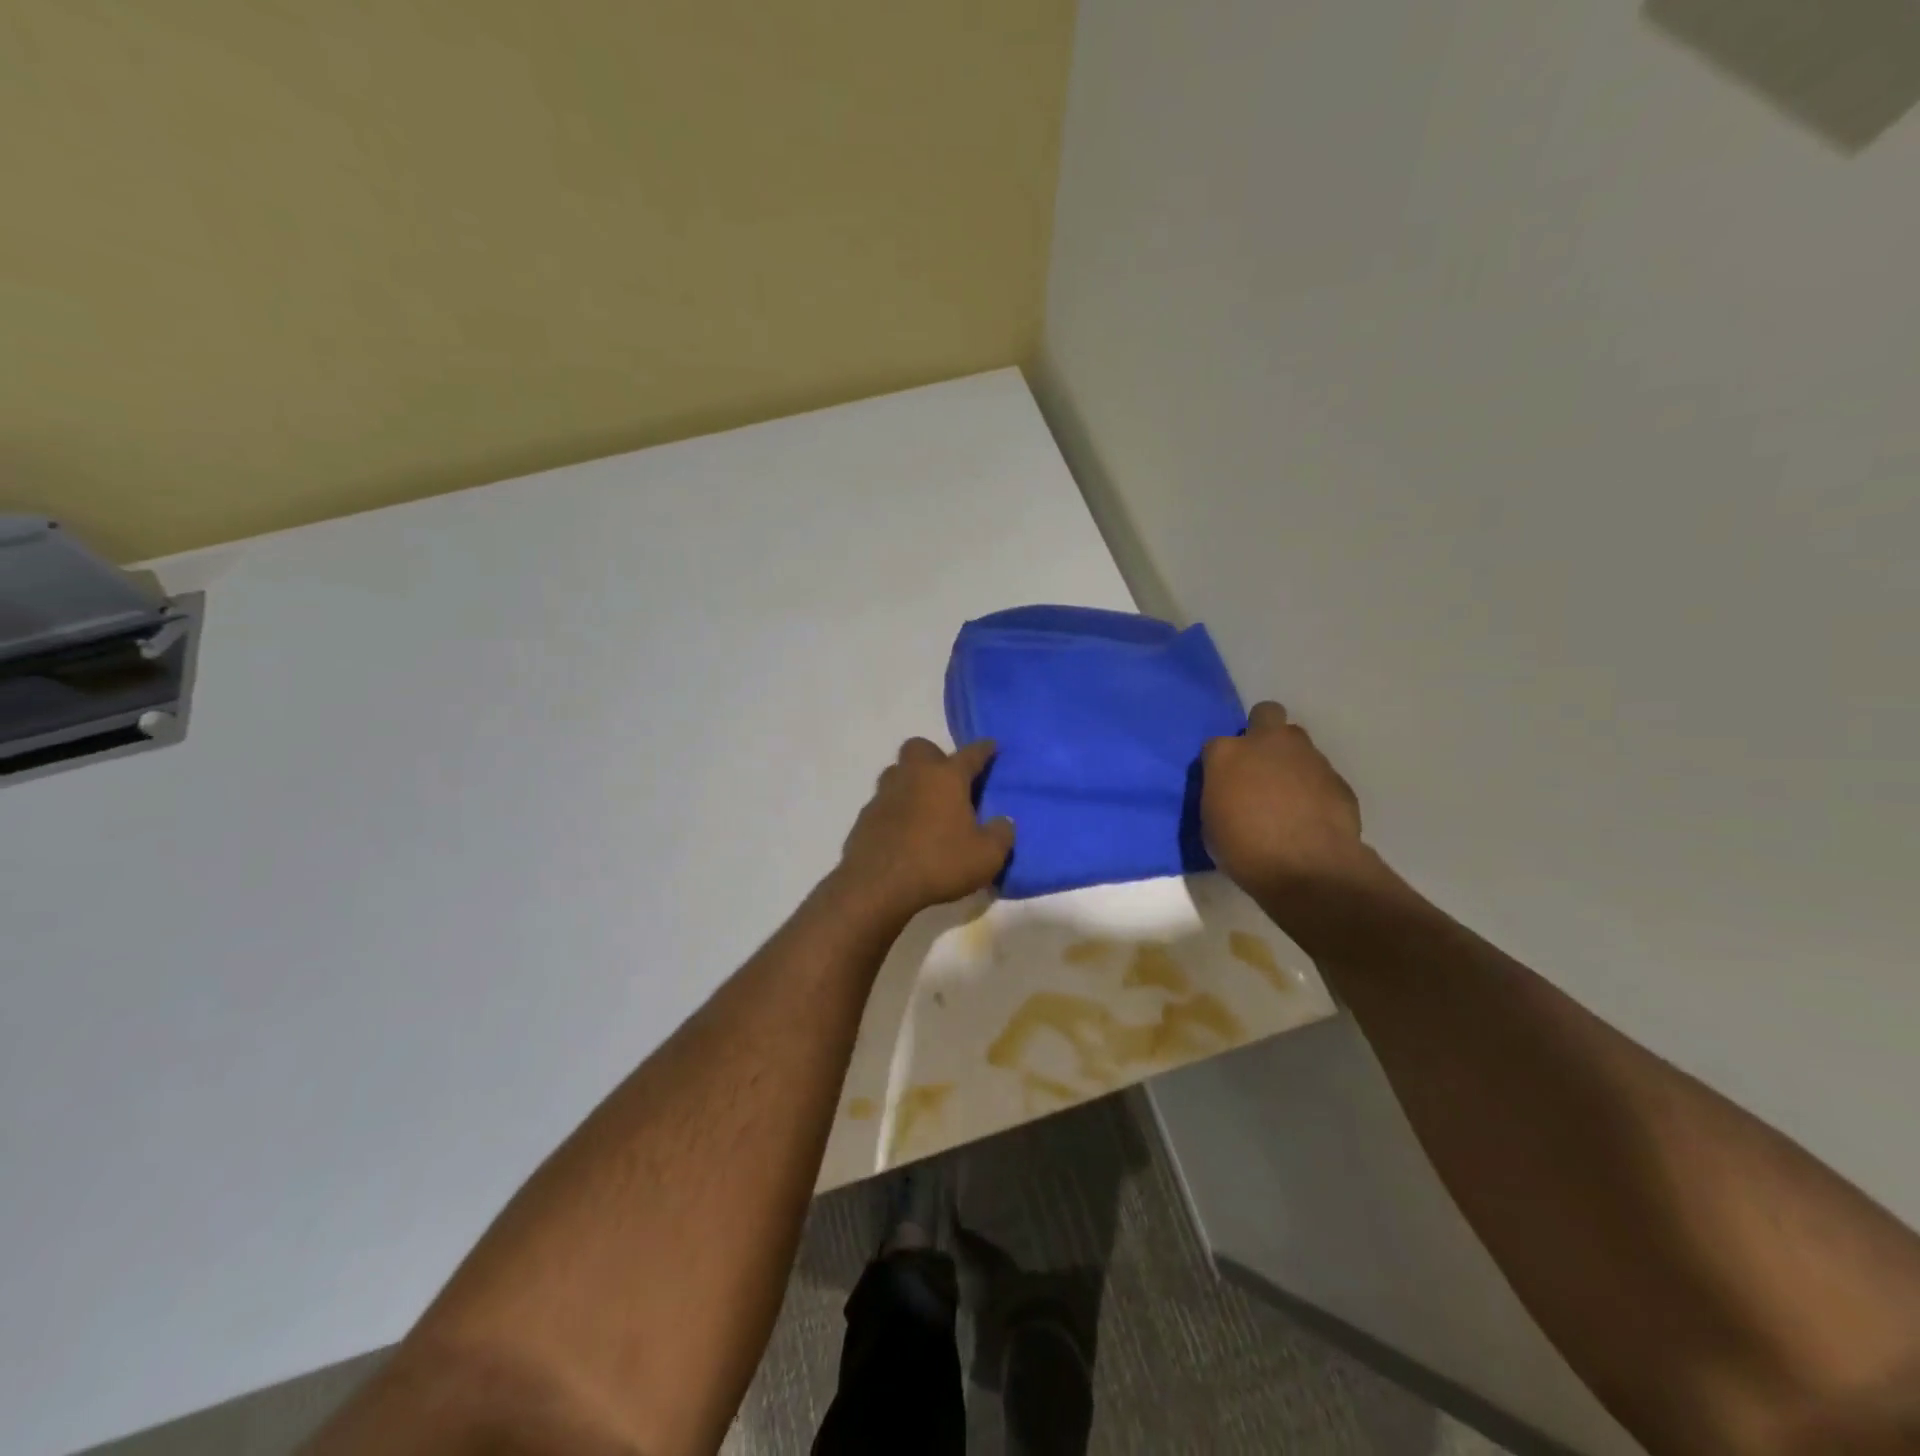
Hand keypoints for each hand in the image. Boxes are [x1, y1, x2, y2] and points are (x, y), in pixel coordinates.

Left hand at [835, 738, 1013, 918]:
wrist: (877, 884)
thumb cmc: (939, 862)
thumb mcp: (986, 856)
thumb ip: (1001, 834)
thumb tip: (1004, 821)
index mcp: (946, 777)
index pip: (971, 754)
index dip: (984, 749)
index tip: (992, 746)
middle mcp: (914, 775)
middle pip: (921, 748)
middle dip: (935, 756)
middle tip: (948, 780)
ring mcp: (885, 794)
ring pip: (897, 772)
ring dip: (911, 781)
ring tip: (925, 806)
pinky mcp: (865, 816)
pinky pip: (884, 802)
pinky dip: (895, 809)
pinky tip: (904, 831)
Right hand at [1200, 702, 1372, 900]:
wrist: (1308, 869)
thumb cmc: (1245, 850)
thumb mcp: (1212, 825)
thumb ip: (1220, 796)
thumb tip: (1230, 794)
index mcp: (1227, 754)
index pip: (1216, 745)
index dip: (1220, 764)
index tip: (1223, 784)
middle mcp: (1267, 743)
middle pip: (1266, 714)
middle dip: (1262, 732)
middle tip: (1259, 765)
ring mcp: (1307, 756)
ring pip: (1297, 742)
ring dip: (1290, 760)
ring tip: (1287, 794)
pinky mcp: (1337, 777)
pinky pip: (1319, 773)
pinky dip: (1313, 787)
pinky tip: (1311, 814)